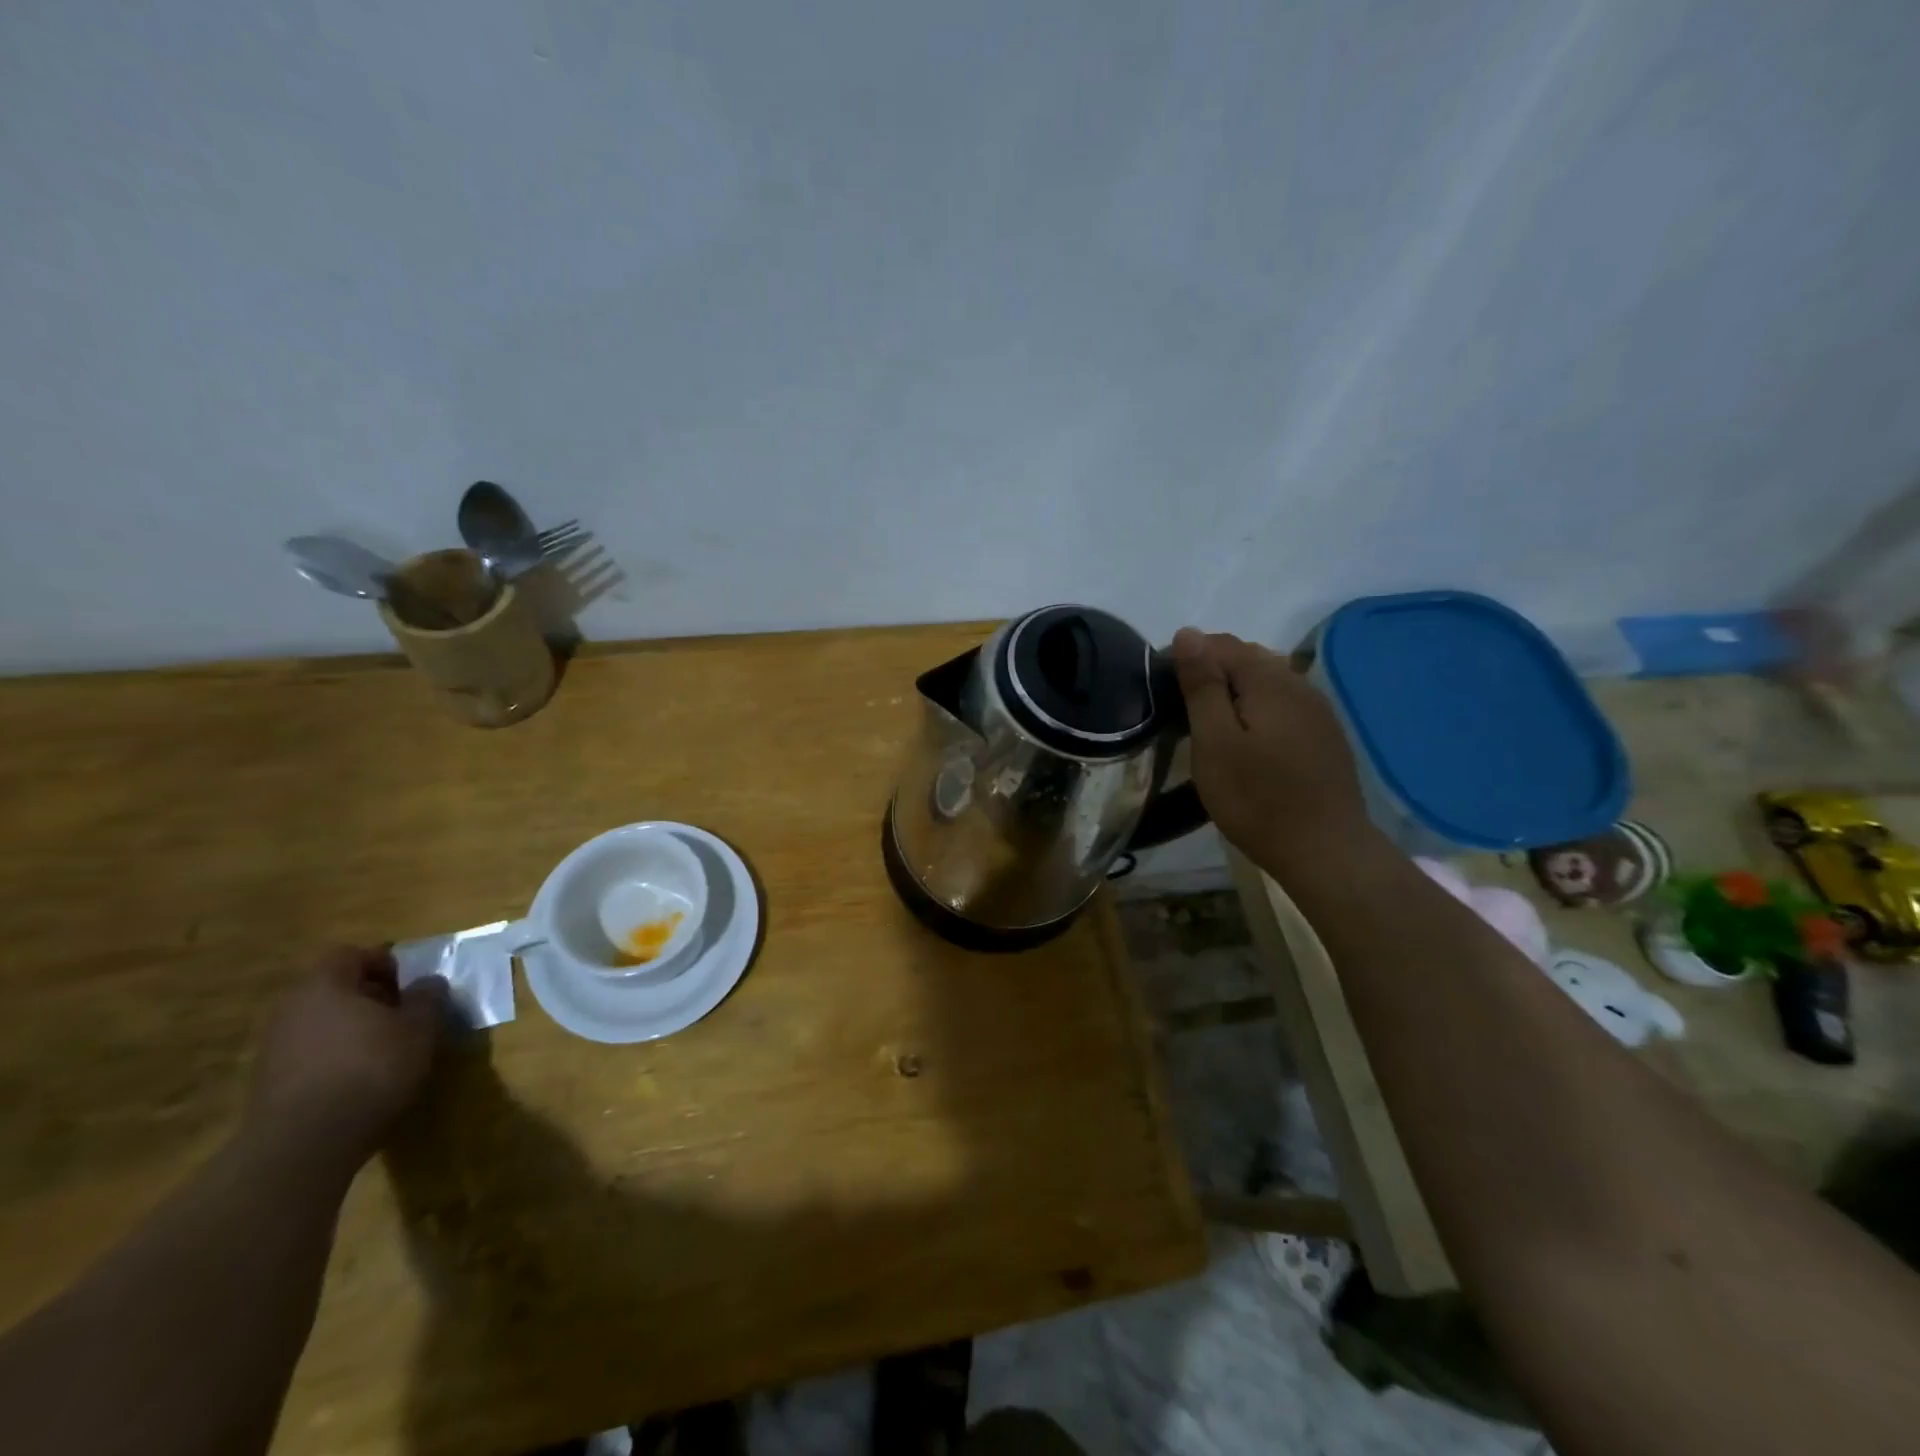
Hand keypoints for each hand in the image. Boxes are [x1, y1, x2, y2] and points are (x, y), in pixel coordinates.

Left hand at [247, 946, 446, 1172]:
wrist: (304, 1144)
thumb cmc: (370, 1068)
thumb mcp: (420, 1028)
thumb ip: (427, 998)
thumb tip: (429, 982)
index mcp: (323, 985)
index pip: (350, 953)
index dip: (384, 963)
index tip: (409, 985)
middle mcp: (290, 1008)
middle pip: (332, 987)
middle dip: (369, 996)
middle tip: (402, 1014)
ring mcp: (273, 1046)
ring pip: (320, 1021)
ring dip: (352, 1027)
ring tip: (385, 1048)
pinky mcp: (268, 1082)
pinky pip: (309, 1052)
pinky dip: (334, 1056)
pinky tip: (359, 1078)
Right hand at [1171, 628, 1374, 870]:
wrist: (1326, 851)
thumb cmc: (1257, 799)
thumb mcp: (1215, 742)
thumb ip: (1203, 685)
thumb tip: (1189, 633)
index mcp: (1269, 680)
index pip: (1220, 644)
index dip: (1187, 657)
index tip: (1162, 691)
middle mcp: (1298, 683)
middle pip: (1247, 656)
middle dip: (1211, 671)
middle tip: (1181, 710)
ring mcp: (1318, 709)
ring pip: (1267, 680)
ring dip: (1234, 689)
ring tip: (1209, 723)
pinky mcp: (1325, 735)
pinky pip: (1283, 703)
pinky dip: (1257, 708)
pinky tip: (1247, 737)